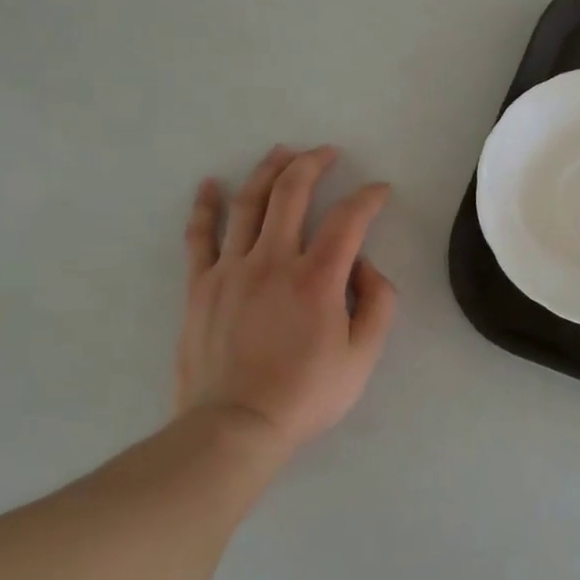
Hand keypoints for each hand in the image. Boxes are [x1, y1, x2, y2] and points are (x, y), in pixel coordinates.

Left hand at [175, 145, 396, 451]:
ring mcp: (231, 269)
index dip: (368, 197)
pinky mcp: (200, 285)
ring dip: (267, 170)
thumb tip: (365, 266)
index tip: (379, 190)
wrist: (234, 427)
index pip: (348, 219)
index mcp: (317, 278)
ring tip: (281, 152)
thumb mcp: (363, 357)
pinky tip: (209, 184)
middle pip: (292, 193)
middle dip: (313, 163)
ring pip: (248, 203)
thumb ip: (378, 304)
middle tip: (327, 152)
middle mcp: (273, 261)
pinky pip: (199, 235)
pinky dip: (205, 205)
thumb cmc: (305, 395)